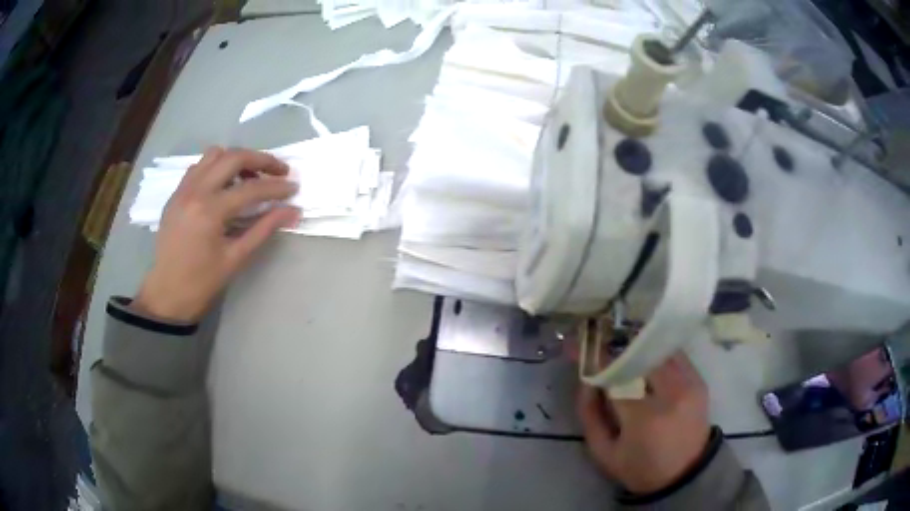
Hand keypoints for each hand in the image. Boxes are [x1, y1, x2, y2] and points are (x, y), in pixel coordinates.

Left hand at [134, 147, 299, 322]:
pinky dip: (216, 167)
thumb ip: (264, 229)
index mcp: (209, 211)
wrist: (167, 294)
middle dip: (261, 160)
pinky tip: (224, 186)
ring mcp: (182, 189)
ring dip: (236, 160)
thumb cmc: (202, 282)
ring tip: (250, 178)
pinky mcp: (176, 194)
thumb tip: (293, 211)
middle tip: (279, 171)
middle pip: (233, 157)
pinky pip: (199, 167)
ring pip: (214, 155)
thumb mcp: (236, 258)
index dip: (276, 187)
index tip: (294, 188)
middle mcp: (195, 191)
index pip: (251, 188)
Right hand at [577, 353, 710, 493]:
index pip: (616, 376)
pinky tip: (646, 359)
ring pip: (658, 351)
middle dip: (617, 348)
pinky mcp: (700, 381)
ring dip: (637, 348)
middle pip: (639, 356)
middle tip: (600, 344)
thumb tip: (586, 381)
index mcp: (643, 417)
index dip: (596, 359)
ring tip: (622, 350)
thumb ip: (590, 414)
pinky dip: (657, 354)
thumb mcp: (603, 452)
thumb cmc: (640, 468)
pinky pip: (675, 356)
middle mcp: (670, 393)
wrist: (685, 475)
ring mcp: (689, 384)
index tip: (579, 348)